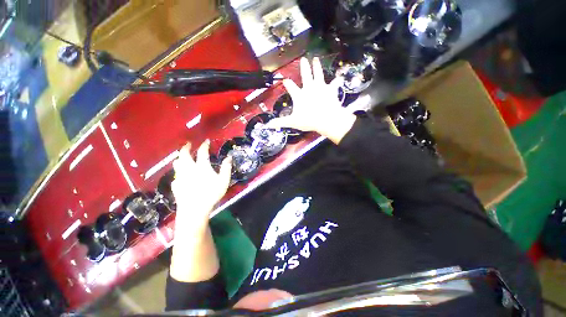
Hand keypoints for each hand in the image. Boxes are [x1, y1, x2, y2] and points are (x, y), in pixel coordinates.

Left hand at [171, 140, 231, 221]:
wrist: (194, 209)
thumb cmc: (211, 194)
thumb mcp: (224, 181)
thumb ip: (226, 168)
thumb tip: (229, 157)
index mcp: (201, 166)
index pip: (202, 152)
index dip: (204, 145)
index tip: (206, 141)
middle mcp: (189, 169)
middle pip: (184, 154)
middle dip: (186, 147)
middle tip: (188, 144)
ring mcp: (181, 177)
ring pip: (177, 163)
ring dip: (180, 158)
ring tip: (182, 157)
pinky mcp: (176, 185)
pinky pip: (176, 175)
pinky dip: (179, 171)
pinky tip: (181, 175)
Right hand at [266, 57, 356, 143]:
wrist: (327, 119)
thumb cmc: (309, 120)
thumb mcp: (293, 122)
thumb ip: (280, 122)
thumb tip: (268, 125)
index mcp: (299, 95)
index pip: (290, 86)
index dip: (287, 83)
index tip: (285, 80)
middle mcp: (309, 88)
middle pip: (305, 74)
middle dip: (304, 67)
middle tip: (303, 59)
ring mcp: (320, 87)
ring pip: (318, 74)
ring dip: (317, 66)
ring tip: (316, 59)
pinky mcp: (330, 90)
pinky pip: (334, 84)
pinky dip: (336, 81)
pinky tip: (338, 79)